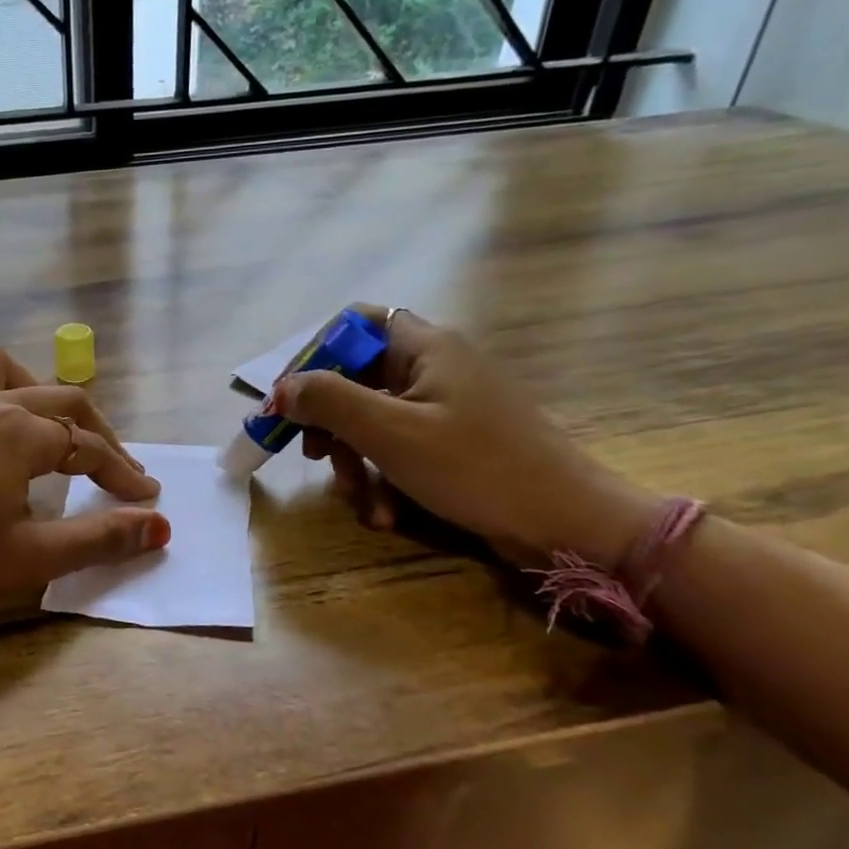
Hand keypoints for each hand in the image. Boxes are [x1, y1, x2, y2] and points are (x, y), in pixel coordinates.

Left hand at [0, 344, 166, 621]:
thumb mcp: (30, 556)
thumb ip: (99, 539)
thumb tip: (160, 528)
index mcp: (21, 431)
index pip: (90, 448)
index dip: (124, 474)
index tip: (147, 500)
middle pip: (62, 401)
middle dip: (99, 435)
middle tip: (118, 473)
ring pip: (5, 371)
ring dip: (37, 393)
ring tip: (47, 431)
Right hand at [272, 308, 662, 565]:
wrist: (568, 524)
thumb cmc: (476, 467)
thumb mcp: (390, 432)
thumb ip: (329, 401)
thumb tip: (281, 389)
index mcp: (426, 347)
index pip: (355, 323)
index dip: (316, 355)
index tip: (291, 399)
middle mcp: (436, 367)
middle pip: (358, 378)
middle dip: (331, 424)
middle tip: (312, 457)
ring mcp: (448, 407)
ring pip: (375, 421)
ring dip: (356, 461)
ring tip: (361, 502)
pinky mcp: (456, 443)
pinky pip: (402, 448)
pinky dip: (385, 478)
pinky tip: (385, 514)